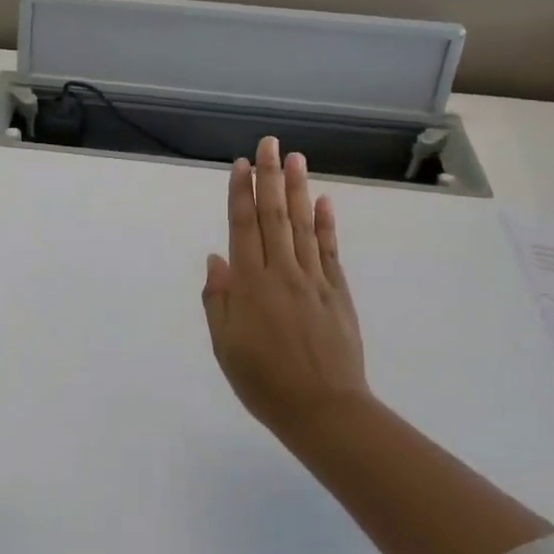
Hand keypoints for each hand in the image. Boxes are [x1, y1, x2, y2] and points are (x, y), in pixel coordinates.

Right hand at [202, 137, 374, 439]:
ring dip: (298, 190)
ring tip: (296, 158)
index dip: (240, 194)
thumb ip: (220, 301)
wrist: (323, 410)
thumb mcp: (226, 347)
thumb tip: (216, 260)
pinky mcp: (337, 292)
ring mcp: (314, 280)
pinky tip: (323, 202)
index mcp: (250, 286)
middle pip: (273, 216)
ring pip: (303, 225)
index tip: (241, 165)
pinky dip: (327, 224)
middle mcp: (282, 273)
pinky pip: (330, 250)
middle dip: (270, 177)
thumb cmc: (264, 382)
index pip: (243, 228)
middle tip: (270, 143)